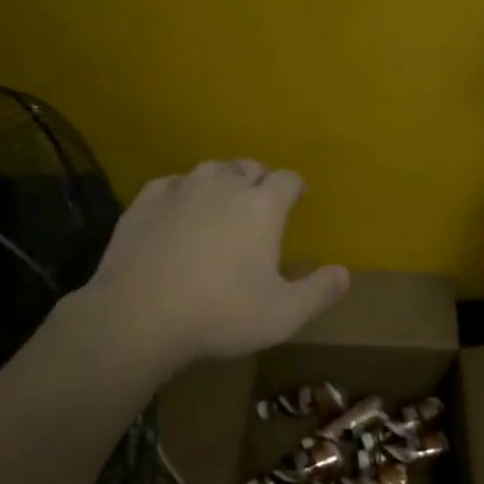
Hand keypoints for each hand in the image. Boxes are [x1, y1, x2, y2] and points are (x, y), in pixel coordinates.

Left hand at [68, 160, 348, 374]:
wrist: (138, 316)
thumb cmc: (221, 313)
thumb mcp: (283, 314)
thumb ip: (319, 292)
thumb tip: (345, 274)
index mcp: (262, 207)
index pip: (288, 179)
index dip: (295, 187)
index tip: (298, 198)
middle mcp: (223, 187)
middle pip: (248, 167)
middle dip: (259, 180)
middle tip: (260, 203)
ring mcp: (180, 191)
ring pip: (209, 169)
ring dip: (221, 180)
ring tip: (221, 201)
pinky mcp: (144, 204)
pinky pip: (169, 184)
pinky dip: (180, 191)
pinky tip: (178, 208)